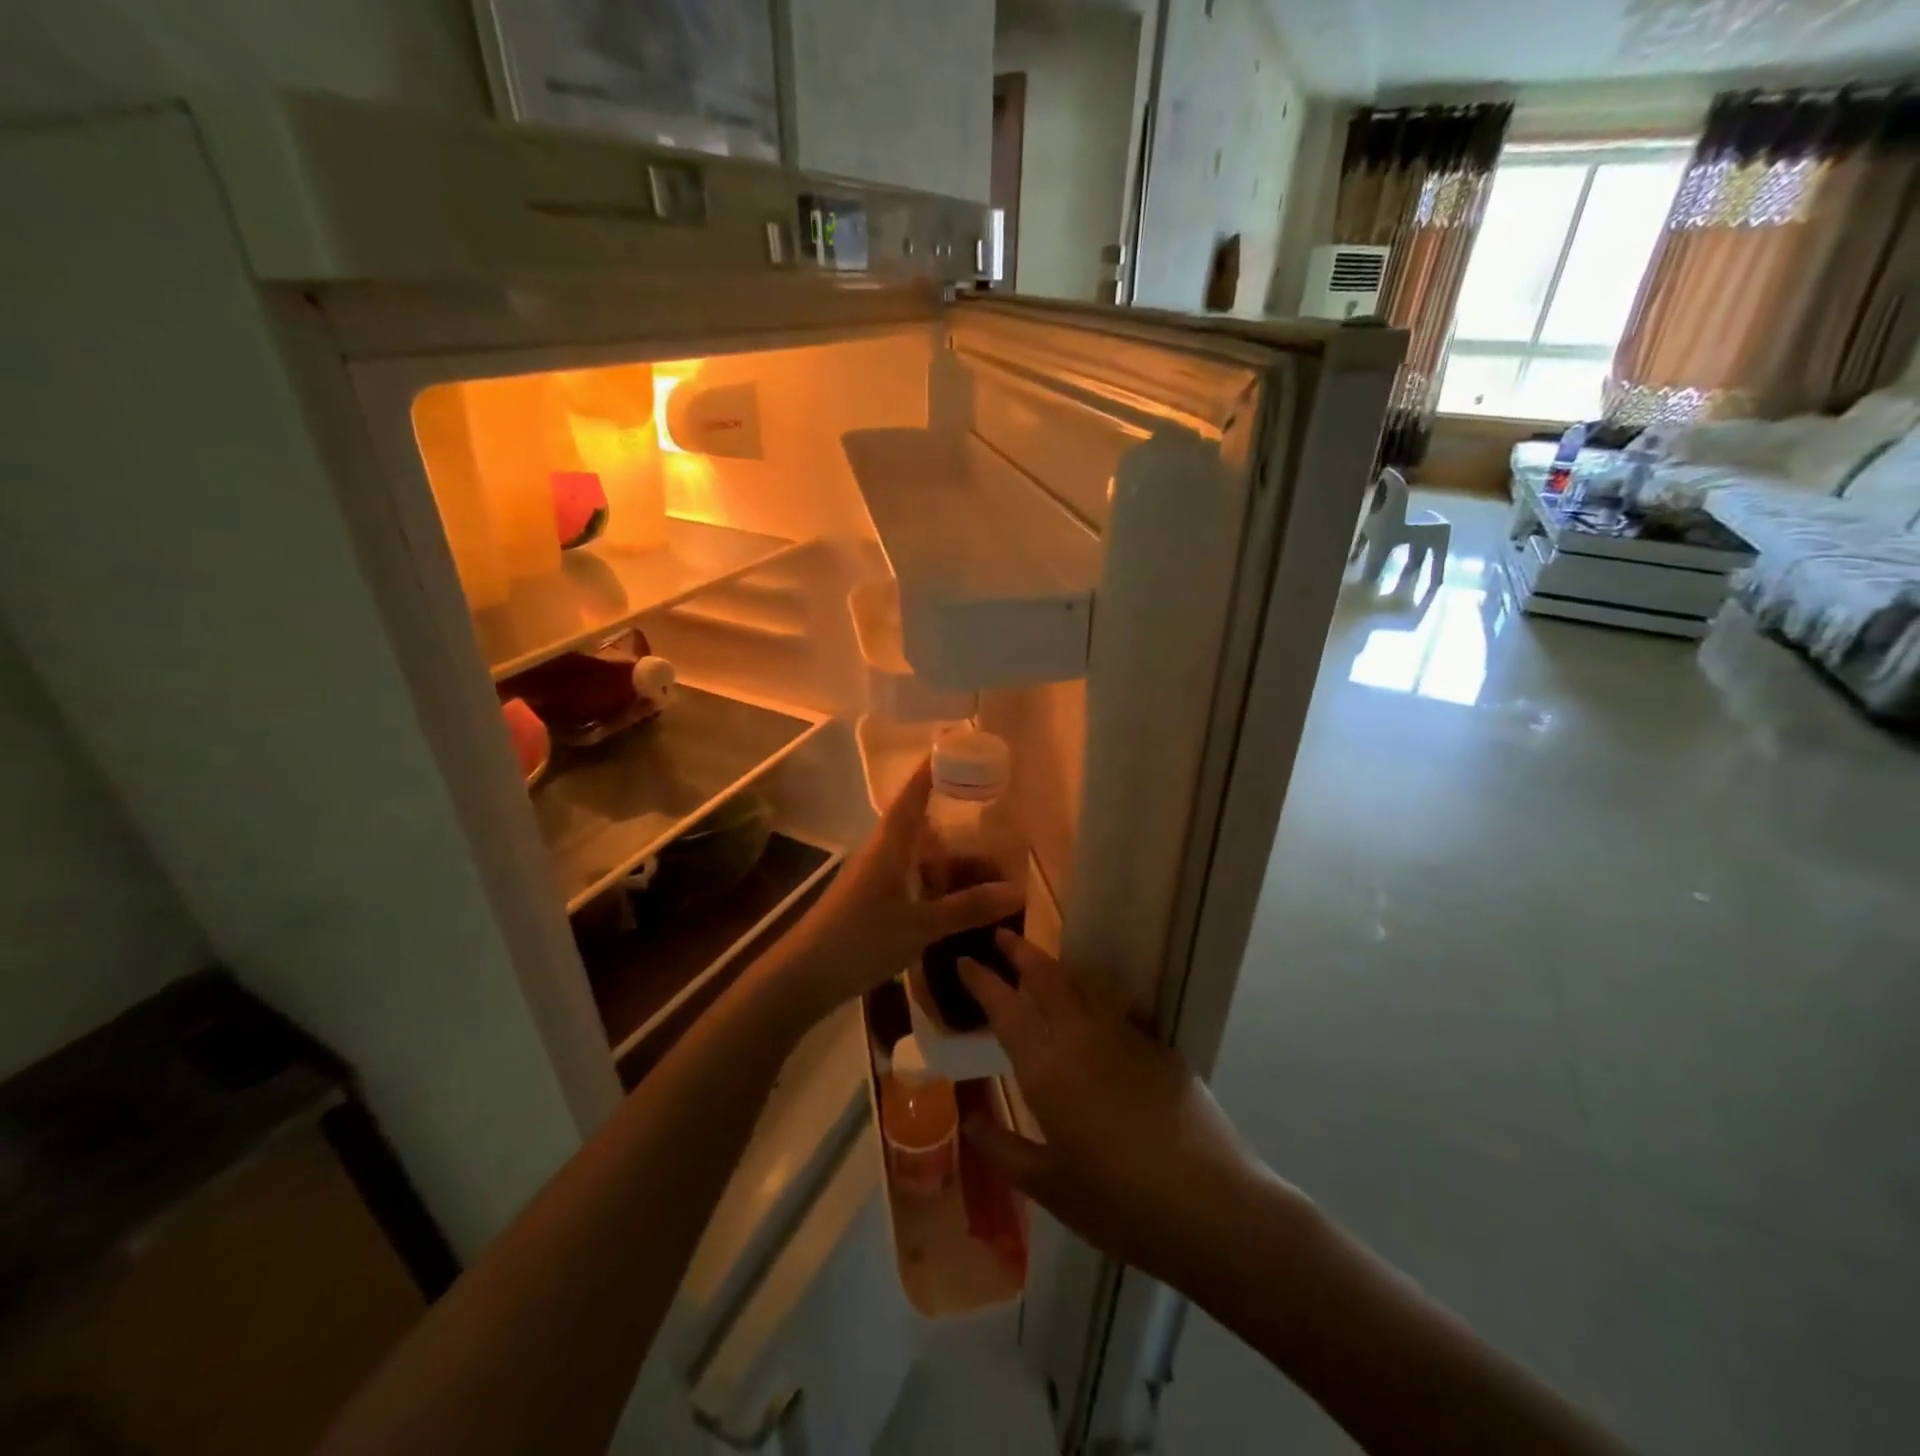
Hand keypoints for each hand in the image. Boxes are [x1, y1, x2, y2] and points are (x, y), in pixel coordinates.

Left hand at [775, 761, 1022, 1029]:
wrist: (804, 975)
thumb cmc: (860, 939)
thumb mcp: (919, 926)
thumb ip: (966, 908)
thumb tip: (1017, 889)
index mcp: (890, 845)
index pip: (913, 795)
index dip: (933, 770)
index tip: (958, 748)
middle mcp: (881, 852)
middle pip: (918, 822)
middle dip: (952, 816)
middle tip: (992, 813)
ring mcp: (874, 877)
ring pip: (915, 853)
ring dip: (945, 853)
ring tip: (985, 858)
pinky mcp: (871, 900)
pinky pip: (910, 877)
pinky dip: (934, 879)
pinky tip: (955, 896)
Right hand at [959, 933, 1266, 1289]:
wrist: (1209, 1205)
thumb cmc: (1118, 1204)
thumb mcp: (1049, 1187)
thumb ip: (1003, 1149)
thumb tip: (970, 1118)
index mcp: (1047, 1069)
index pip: (1006, 1007)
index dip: (982, 979)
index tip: (965, 960)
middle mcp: (1082, 1038)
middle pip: (1047, 976)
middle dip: (1020, 951)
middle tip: (1001, 937)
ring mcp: (1125, 1035)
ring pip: (1083, 983)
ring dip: (1057, 966)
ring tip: (1042, 964)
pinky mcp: (1158, 1044)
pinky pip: (1115, 1005)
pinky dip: (1092, 994)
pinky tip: (1092, 1007)